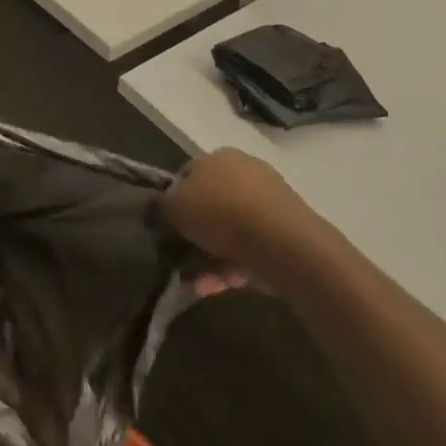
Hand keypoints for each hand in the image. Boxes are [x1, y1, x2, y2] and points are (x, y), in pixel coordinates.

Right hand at [162, 148, 339, 290]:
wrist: (281, 243)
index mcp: (219, 157)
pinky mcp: (284, 234)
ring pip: (227, 233)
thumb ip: (160, 206)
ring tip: (194, 285)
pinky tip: (213, 288)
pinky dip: (229, 268)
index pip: (187, 175)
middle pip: (208, 206)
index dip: (172, 201)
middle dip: (193, 236)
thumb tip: (160, 210)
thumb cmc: (220, 212)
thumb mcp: (173, 206)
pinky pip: (247, 250)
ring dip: (207, 259)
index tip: (164, 226)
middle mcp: (245, 173)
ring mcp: (268, 204)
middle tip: (177, 258)